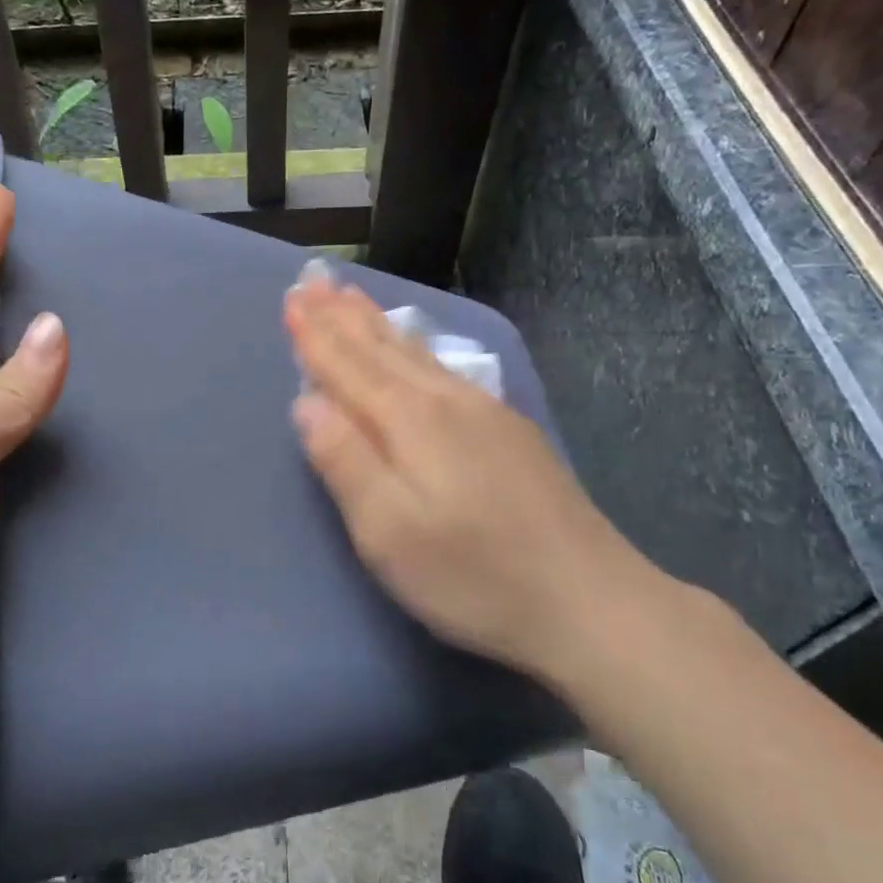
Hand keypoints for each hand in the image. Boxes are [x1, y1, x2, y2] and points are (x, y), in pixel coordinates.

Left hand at [0, 186, 67, 713]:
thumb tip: (57, 330)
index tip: (0, 193)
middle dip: (19, 293)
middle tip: (70, 252)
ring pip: (26, 396)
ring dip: (59, 361)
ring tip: (110, 320)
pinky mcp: (10, 509)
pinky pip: (48, 448)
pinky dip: (77, 422)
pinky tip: (114, 409)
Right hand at [283, 273, 671, 687]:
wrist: (592, 603)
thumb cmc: (473, 576)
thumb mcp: (388, 532)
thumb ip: (343, 461)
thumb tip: (306, 401)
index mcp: (409, 421)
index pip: (348, 366)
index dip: (316, 334)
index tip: (290, 298)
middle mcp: (445, 401)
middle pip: (383, 348)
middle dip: (342, 314)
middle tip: (314, 279)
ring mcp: (484, 412)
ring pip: (416, 353)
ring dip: (377, 323)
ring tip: (352, 295)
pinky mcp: (510, 431)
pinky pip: (445, 368)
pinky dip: (416, 347)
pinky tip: (417, 347)